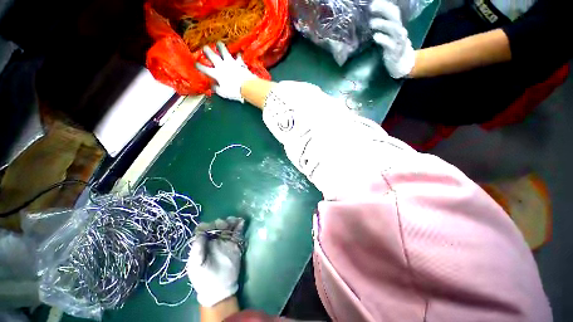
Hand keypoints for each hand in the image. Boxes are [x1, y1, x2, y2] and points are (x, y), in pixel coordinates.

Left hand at [187, 217, 244, 306]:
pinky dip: (240, 226)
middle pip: (217, 226)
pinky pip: (238, 233)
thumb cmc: (203, 278)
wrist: (219, 288)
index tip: (210, 227)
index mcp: (203, 244)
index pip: (204, 229)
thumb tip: (201, 232)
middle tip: (224, 226)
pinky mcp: (235, 244)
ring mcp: (225, 241)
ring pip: (228, 227)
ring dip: (231, 221)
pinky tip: (241, 221)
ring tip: (234, 220)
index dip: (207, 225)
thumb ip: (197, 249)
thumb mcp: (196, 265)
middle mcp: (214, 240)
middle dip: (220, 223)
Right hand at [196, 42, 256, 102]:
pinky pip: (238, 57)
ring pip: (224, 52)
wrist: (247, 86)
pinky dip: (237, 55)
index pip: (205, 69)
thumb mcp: (223, 93)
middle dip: (207, 51)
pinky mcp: (239, 63)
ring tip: (219, 43)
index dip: (199, 66)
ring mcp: (231, 63)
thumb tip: (212, 86)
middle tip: (205, 47)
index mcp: (216, 74)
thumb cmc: (234, 91)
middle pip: (213, 56)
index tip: (195, 63)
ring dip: (221, 47)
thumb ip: (217, 89)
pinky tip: (238, 53)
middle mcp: (222, 66)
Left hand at [369, 0, 414, 78]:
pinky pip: (389, 43)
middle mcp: (400, 31)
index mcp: (398, 26)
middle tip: (371, 7)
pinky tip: (375, 36)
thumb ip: (384, 27)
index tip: (373, 2)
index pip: (393, 11)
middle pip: (394, 16)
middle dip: (384, 9)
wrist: (402, 64)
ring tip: (371, 22)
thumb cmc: (393, 49)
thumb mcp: (390, 36)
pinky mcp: (394, 51)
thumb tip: (372, 18)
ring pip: (393, 28)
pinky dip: (382, 38)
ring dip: (382, 24)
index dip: (384, 5)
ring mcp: (398, 41)